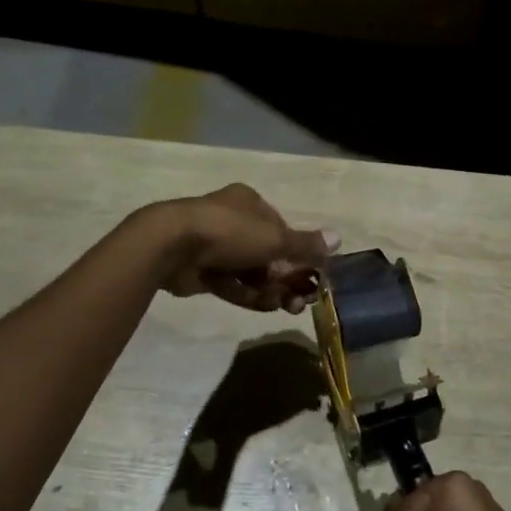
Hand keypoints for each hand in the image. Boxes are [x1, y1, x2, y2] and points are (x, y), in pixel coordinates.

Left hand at [151, 183, 336, 312]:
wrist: (172, 246)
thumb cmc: (229, 232)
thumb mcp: (274, 238)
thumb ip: (305, 244)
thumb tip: (339, 239)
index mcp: (249, 203)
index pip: (280, 228)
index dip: (296, 252)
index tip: (310, 274)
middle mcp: (231, 221)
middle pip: (266, 253)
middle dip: (285, 278)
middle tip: (300, 300)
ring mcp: (213, 247)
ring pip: (249, 272)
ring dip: (269, 289)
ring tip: (284, 307)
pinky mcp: (201, 271)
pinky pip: (231, 284)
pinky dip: (248, 295)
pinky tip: (264, 307)